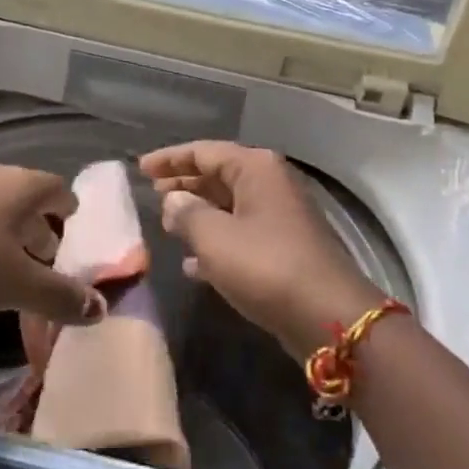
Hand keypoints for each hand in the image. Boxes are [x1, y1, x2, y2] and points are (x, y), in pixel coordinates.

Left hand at [0, 165, 104, 326]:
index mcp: (26, 187)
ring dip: (5, 231)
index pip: (60, 191)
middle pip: (28, 199)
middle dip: (38, 227)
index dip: (69, 212)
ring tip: (6, 263)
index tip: (71, 234)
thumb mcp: (19, 285)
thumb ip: (61, 297)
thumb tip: (102, 310)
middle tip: (44, 259)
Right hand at [139, 142, 380, 358]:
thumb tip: (174, 200)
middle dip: (184, 183)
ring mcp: (280, 216)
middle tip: (152, 192)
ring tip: (167, 224)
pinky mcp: (284, 248)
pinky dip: (216, 242)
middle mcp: (270, 184)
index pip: (204, 151)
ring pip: (229, 205)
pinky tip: (192, 264)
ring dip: (198, 213)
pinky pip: (241, 233)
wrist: (327, 316)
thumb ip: (187, 214)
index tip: (141, 167)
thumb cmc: (266, 266)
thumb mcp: (215, 238)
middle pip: (218, 174)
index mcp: (256, 169)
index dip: (170, 158)